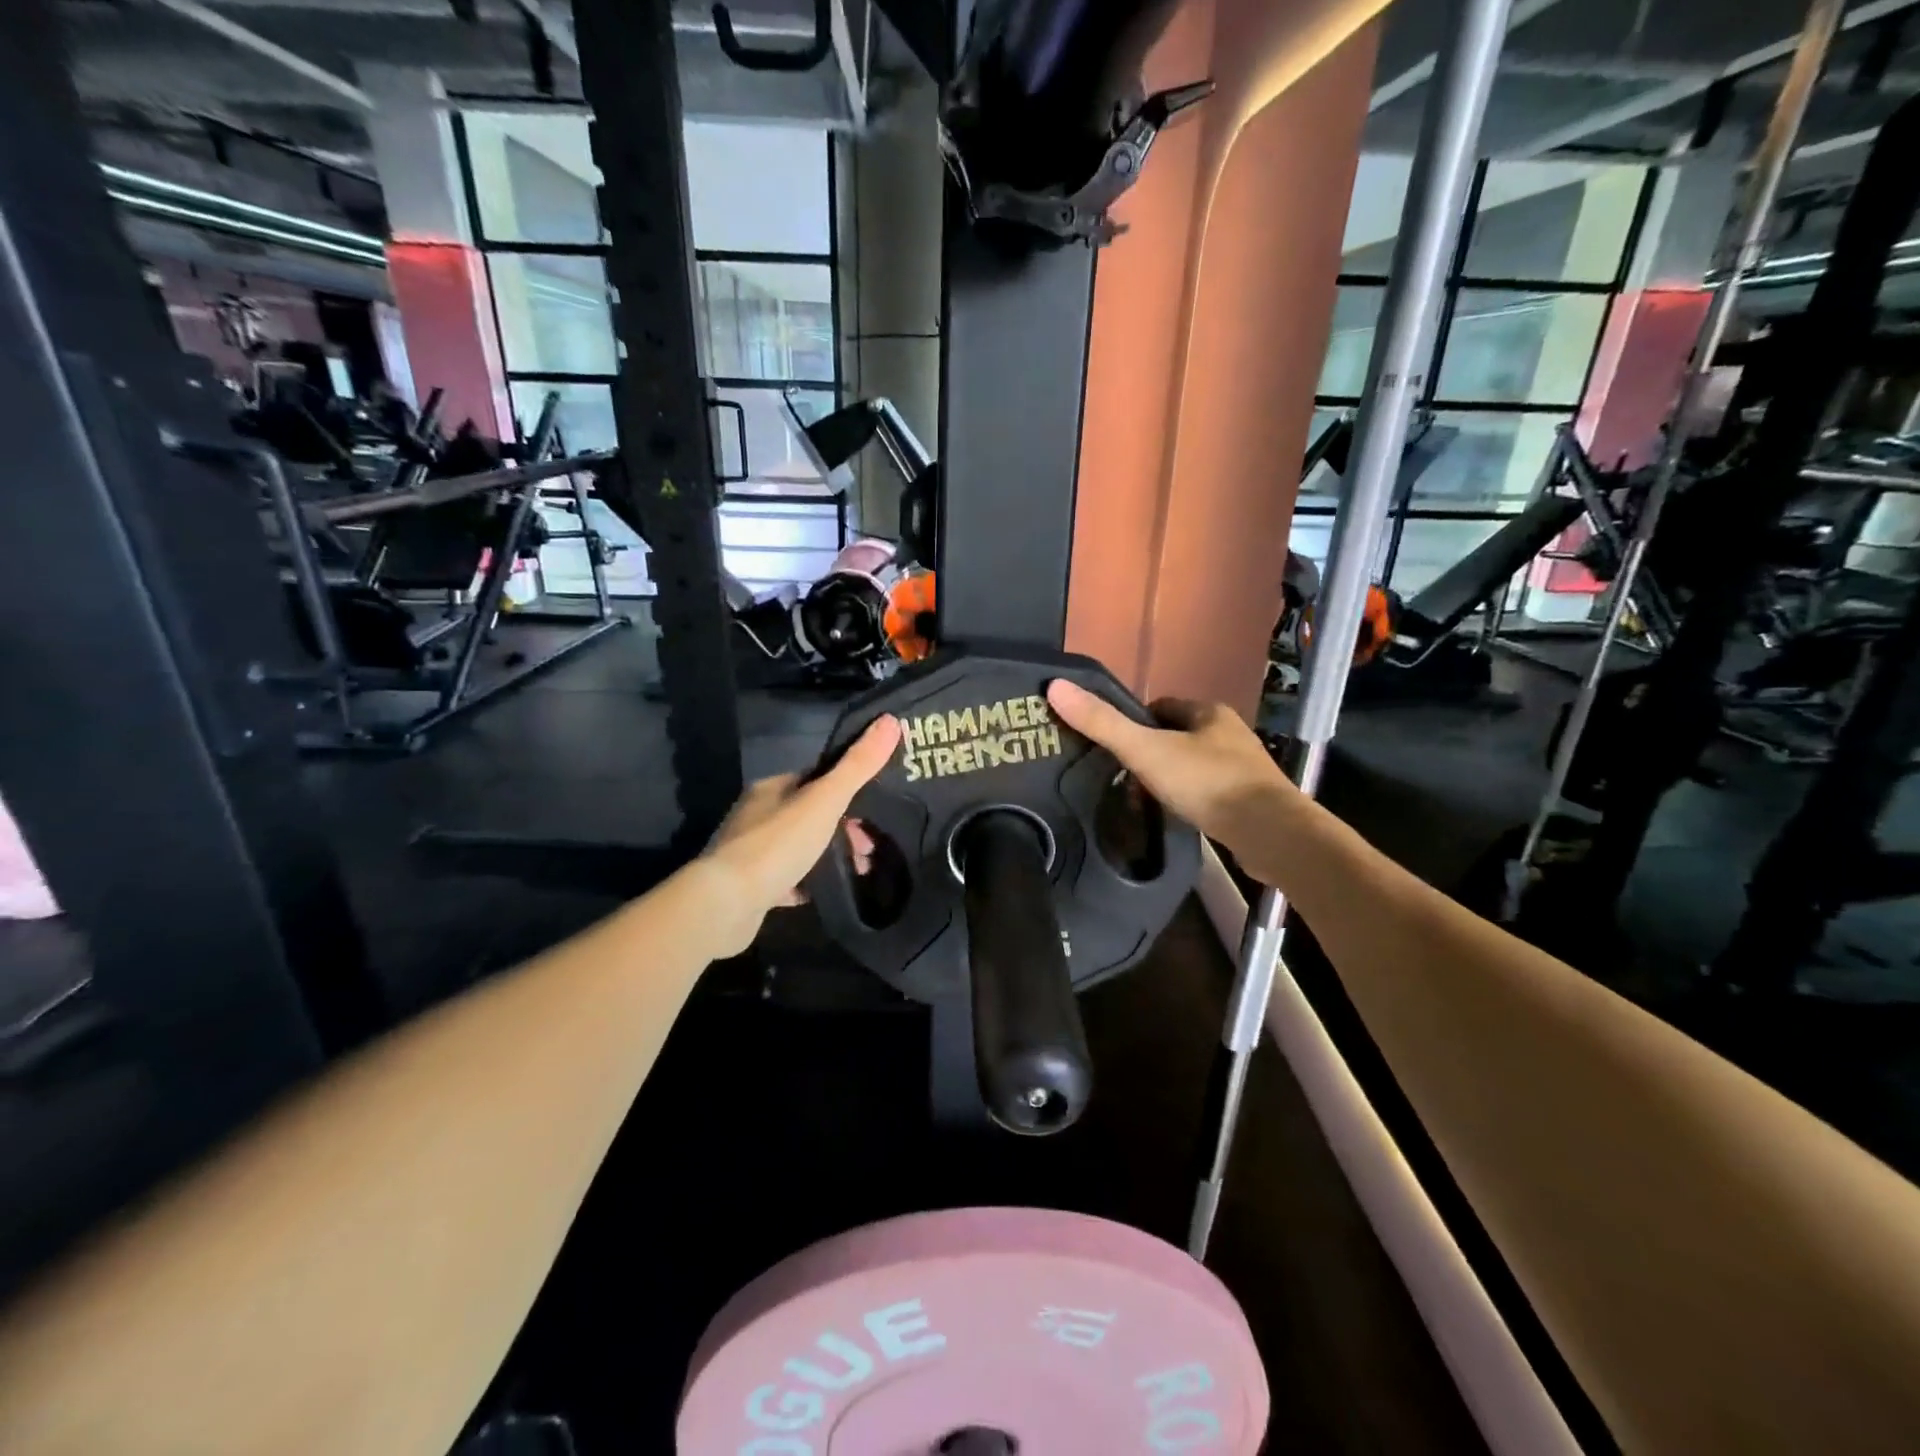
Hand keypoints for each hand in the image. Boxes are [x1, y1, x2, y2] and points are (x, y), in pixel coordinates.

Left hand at [699, 715, 900, 954]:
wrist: (726, 903)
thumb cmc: (778, 843)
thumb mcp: (825, 800)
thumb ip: (858, 765)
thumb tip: (890, 720)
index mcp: (772, 789)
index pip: (815, 780)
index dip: (848, 793)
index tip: (874, 813)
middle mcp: (756, 815)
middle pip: (810, 816)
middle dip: (843, 830)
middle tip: (869, 850)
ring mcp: (749, 852)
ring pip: (799, 848)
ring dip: (829, 857)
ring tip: (857, 872)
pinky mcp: (748, 887)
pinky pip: (785, 879)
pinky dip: (806, 883)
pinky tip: (821, 892)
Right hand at [1045, 680, 1297, 851]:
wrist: (1270, 833)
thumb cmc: (1207, 782)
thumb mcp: (1146, 751)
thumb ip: (1102, 724)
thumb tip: (1055, 687)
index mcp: (1208, 712)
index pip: (1160, 707)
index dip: (1134, 723)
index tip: (1114, 747)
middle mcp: (1229, 733)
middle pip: (1175, 736)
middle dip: (1150, 754)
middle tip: (1124, 779)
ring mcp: (1243, 767)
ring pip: (1192, 764)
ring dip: (1169, 778)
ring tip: (1145, 801)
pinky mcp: (1250, 799)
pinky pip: (1208, 791)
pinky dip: (1190, 799)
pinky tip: (1177, 816)